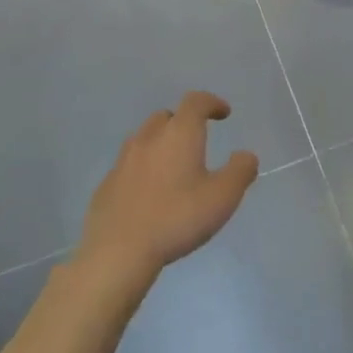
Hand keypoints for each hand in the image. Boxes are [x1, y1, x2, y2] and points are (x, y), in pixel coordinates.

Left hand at [76, 92, 258, 288]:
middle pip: (166, 116)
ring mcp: (123, 161)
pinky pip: (130, 165)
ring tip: (174, 167)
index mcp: (179, 135)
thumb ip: (240, 171)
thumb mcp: (223, 197)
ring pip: (145, 139)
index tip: (224, 113)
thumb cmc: (177, 218)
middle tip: (198, 141)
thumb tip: (245, 155)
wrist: (118, 250)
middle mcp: (148, 139)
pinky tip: (151, 193)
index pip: (195, 102)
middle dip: (184, 122)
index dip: (212, 102)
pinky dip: (144, 168)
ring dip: (162, 143)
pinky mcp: (107, 184)